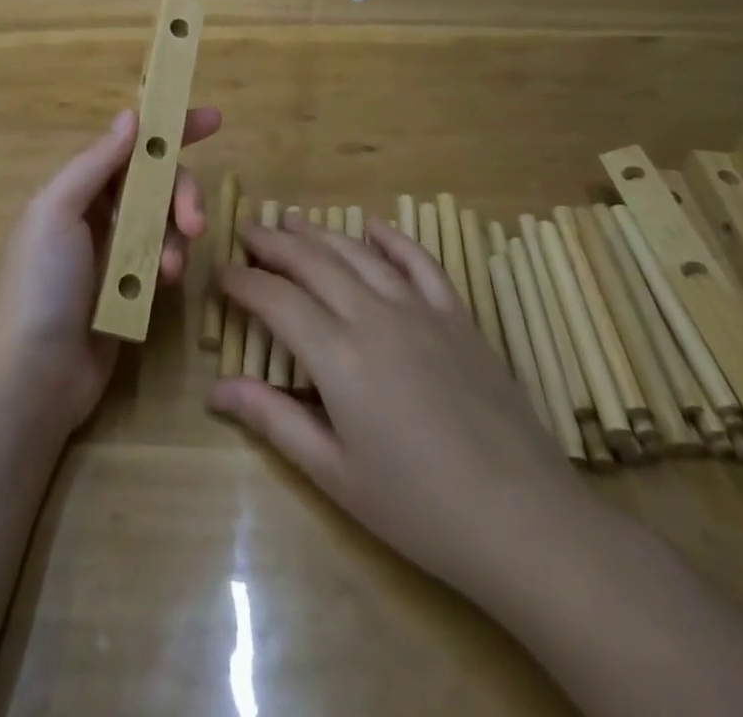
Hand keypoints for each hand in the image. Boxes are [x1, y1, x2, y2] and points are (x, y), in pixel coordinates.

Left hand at [0, 106, 221, 429]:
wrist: (34, 374)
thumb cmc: (40, 283)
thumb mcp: (57, 211)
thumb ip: (96, 163)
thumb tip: (131, 115)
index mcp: (77, 188)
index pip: (130, 145)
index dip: (169, 130)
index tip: (212, 119)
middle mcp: (98, 212)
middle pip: (157, 183)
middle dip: (181, 194)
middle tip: (195, 220)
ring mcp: (116, 251)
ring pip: (166, 221)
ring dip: (177, 235)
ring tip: (171, 268)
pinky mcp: (133, 287)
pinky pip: (165, 258)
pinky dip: (170, 263)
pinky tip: (165, 283)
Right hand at [210, 214, 591, 598]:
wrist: (527, 522)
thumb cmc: (420, 508)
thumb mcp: (336, 474)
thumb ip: (273, 420)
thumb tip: (215, 388)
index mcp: (339, 356)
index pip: (276, 300)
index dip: (243, 281)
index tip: (220, 271)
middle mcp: (374, 317)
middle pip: (313, 263)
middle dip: (274, 243)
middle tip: (247, 230)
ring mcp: (421, 311)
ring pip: (359, 255)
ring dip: (321, 234)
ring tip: (292, 221)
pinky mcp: (458, 318)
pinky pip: (421, 263)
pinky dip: (394, 240)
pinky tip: (374, 226)